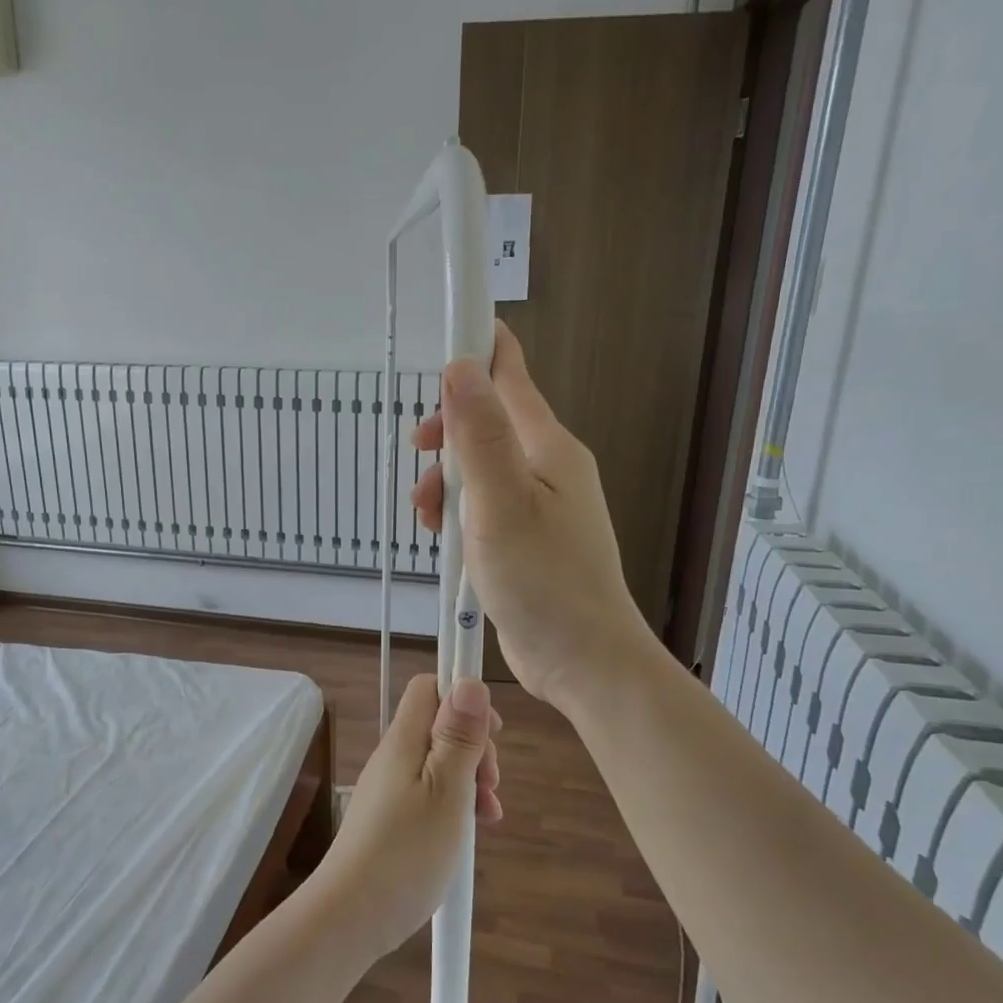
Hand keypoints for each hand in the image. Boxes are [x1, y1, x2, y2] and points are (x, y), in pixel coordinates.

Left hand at [311, 675, 500, 960]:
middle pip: (439, 725)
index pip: (430, 688)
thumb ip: (458, 735)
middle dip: (475, 746)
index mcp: (404, 740)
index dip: (465, 697)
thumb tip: (468, 680)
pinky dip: (456, 803)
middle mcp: (394, 755)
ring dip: (471, 779)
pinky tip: (471, 831)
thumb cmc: (407, 850)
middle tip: (491, 783)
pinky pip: (430, 792)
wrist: (352, 914)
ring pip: (439, 762)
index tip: (493, 732)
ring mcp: (390, 787)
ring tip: (489, 815)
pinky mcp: (391, 816)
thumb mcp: (446, 790)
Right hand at [412, 322, 649, 709]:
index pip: (509, 373)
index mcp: (547, 446)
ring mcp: (540, 503)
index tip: (435, 343)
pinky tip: (444, 540)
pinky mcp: (529, 538)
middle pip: (486, 421)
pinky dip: (459, 512)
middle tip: (419, 459)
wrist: (583, 659)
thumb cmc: (543, 581)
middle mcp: (547, 465)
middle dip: (446, 434)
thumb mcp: (500, 503)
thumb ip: (479, 435)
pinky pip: (486, 504)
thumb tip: (459, 366)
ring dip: (446, 481)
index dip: (474, 348)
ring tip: (426, 517)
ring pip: (481, 467)